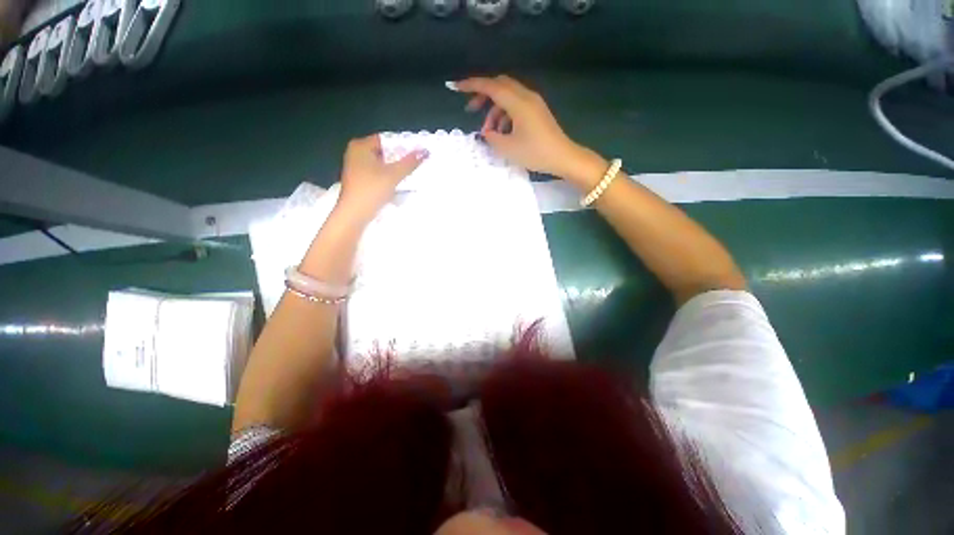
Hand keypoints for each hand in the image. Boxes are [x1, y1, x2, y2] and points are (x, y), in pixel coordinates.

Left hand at [334, 134, 428, 225]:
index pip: (386, 139)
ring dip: (396, 170)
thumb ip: (410, 162)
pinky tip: (400, 184)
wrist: (354, 214)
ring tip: (412, 173)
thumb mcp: (393, 175)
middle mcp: (356, 154)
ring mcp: (357, 169)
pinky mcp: (361, 182)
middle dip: (401, 158)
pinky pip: (379, 175)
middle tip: (417, 163)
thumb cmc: (371, 190)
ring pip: (382, 165)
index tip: (418, 151)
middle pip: (384, 152)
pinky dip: (389, 178)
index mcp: (361, 146)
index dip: (403, 144)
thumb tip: (425, 151)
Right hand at [451, 75, 606, 186]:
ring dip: (494, 111)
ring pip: (507, 98)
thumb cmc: (535, 153)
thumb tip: (486, 132)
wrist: (563, 157)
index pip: (491, 86)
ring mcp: (533, 103)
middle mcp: (526, 97)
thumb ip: (492, 138)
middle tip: (471, 110)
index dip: (471, 85)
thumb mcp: (508, 148)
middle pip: (499, 86)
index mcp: (518, 103)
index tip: (455, 87)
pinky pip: (516, 106)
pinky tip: (503, 133)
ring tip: (490, 132)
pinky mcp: (537, 112)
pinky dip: (505, 115)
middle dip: (483, 96)